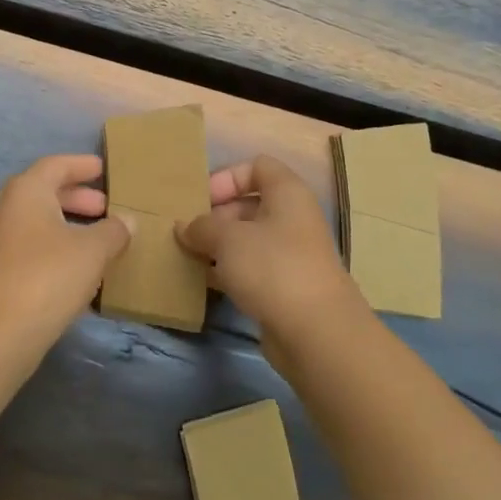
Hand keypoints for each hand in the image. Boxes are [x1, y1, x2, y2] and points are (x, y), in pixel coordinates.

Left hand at [0, 154, 131, 334]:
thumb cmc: (46, 276)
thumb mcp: (92, 250)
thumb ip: (113, 231)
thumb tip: (127, 222)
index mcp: (26, 191)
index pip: (56, 165)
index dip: (81, 165)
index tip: (103, 168)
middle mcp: (9, 211)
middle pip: (46, 194)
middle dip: (78, 198)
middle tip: (108, 207)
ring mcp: (1, 244)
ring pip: (41, 224)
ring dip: (71, 227)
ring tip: (102, 240)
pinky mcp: (1, 275)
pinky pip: (36, 250)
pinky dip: (60, 251)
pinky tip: (83, 271)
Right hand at [177, 155, 366, 355]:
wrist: (317, 333)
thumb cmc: (272, 267)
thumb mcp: (227, 238)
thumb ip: (201, 226)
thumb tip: (184, 227)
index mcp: (287, 193)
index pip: (257, 166)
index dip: (226, 177)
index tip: (201, 200)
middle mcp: (292, 218)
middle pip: (248, 204)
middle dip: (215, 216)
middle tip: (186, 233)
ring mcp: (290, 254)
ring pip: (247, 239)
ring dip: (217, 246)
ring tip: (187, 256)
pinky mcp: (285, 287)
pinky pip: (251, 269)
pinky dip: (227, 271)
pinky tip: (203, 281)